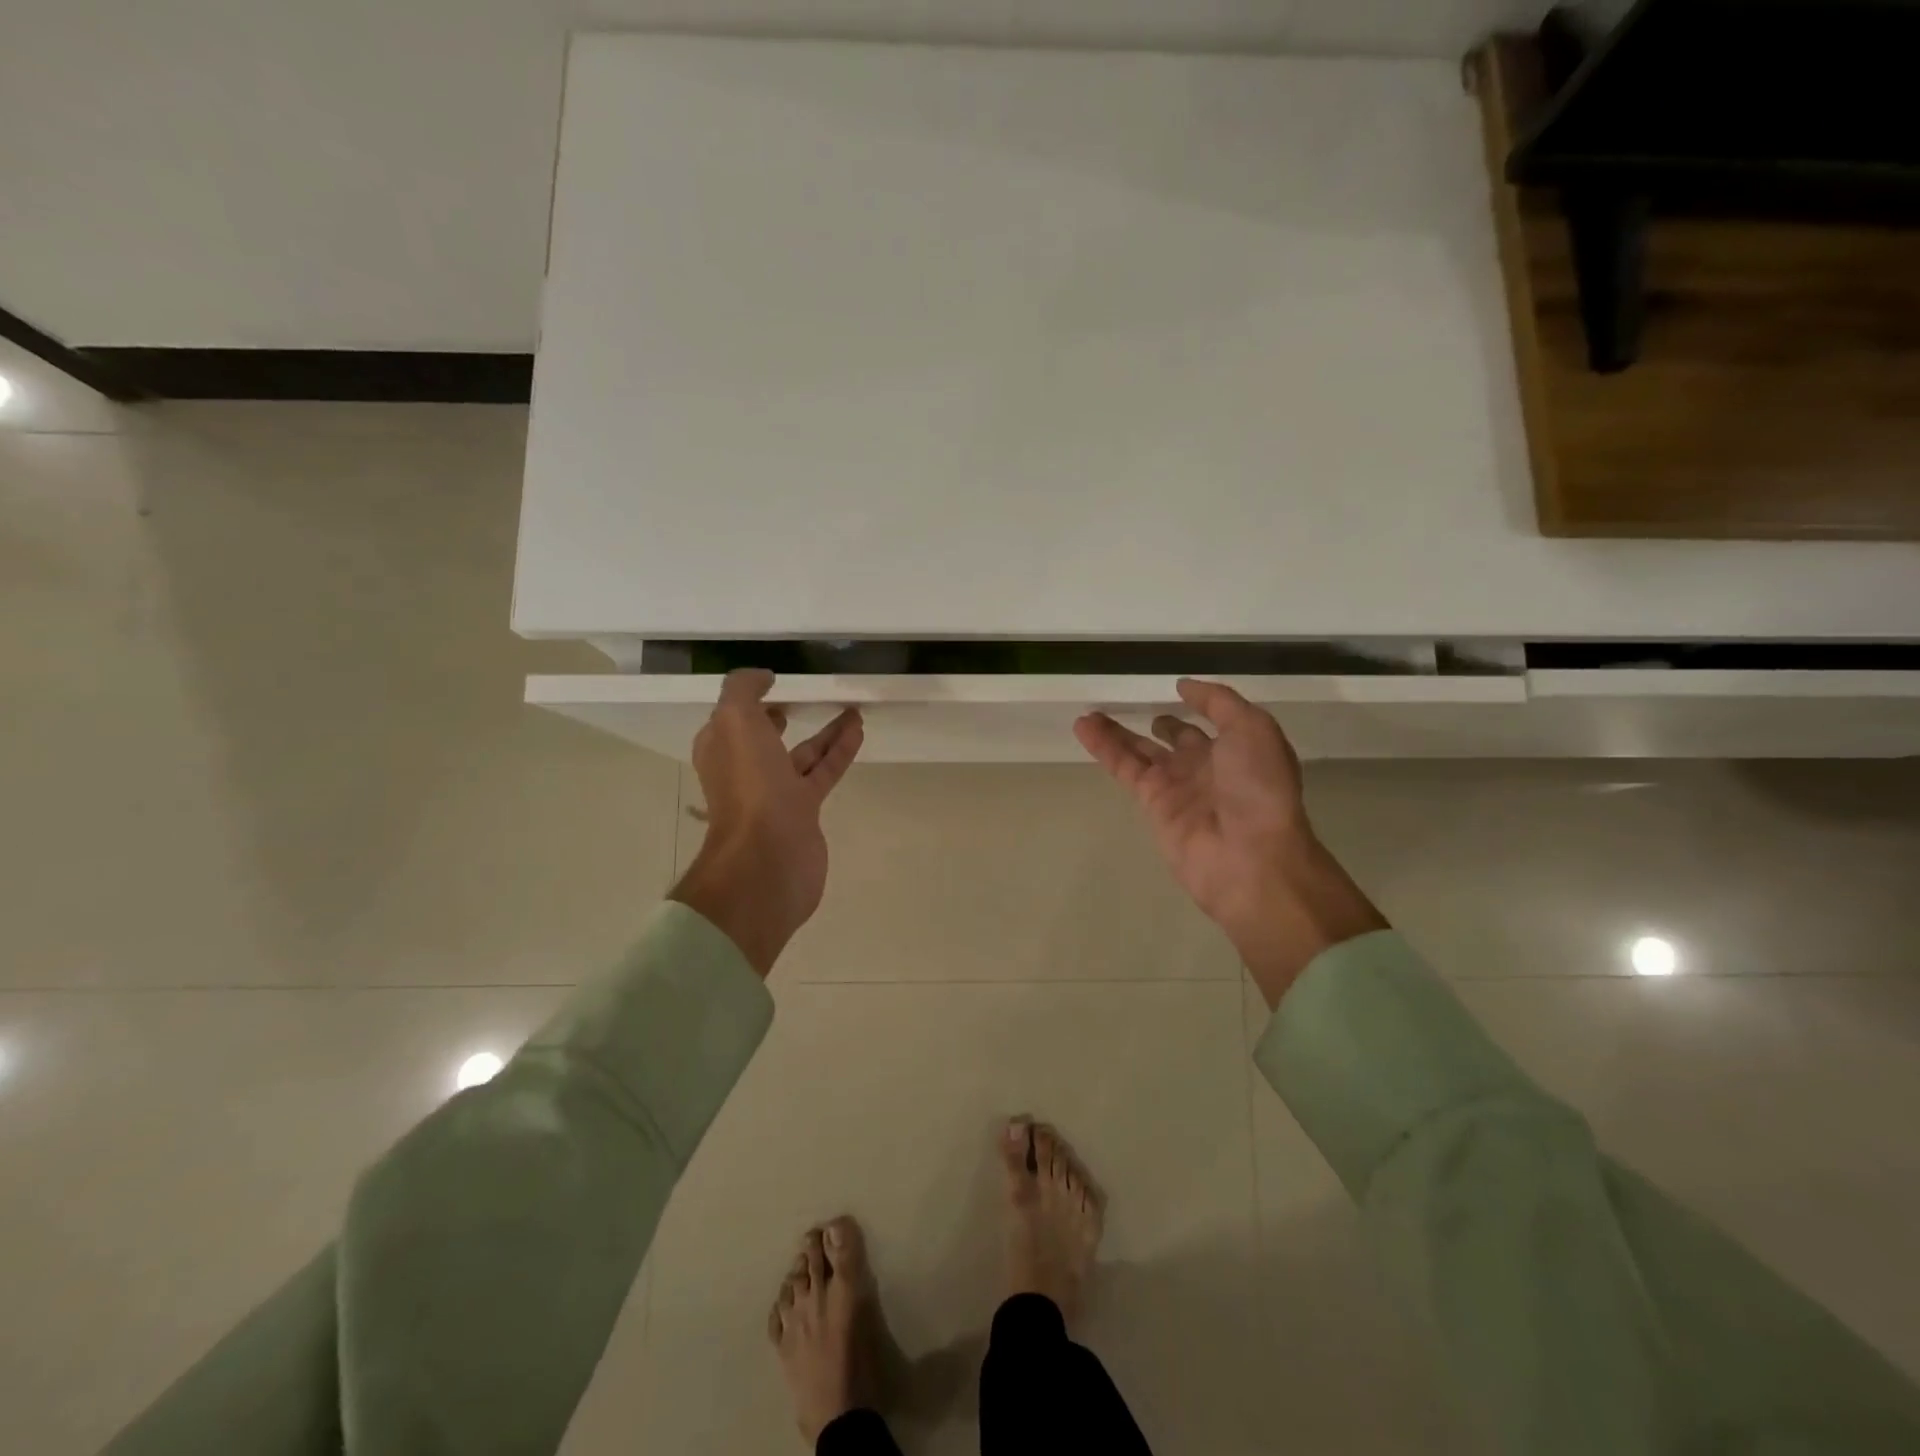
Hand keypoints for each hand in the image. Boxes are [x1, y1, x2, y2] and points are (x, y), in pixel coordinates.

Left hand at [670, 670, 864, 976]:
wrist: (768, 856)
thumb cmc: (749, 785)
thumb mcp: (735, 721)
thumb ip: (743, 690)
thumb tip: (762, 677)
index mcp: (722, 751)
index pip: (731, 720)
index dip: (747, 701)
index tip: (772, 683)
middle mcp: (745, 771)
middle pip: (765, 739)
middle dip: (780, 720)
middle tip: (802, 700)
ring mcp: (775, 794)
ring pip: (802, 755)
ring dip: (825, 733)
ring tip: (852, 709)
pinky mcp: (804, 812)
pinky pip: (823, 773)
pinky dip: (840, 751)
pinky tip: (858, 731)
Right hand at [1075, 679, 1385, 1006]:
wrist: (1249, 855)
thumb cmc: (1259, 787)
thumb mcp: (1252, 728)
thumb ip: (1219, 702)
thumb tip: (1184, 686)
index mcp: (1239, 750)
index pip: (1213, 724)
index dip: (1196, 707)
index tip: (1176, 690)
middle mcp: (1206, 767)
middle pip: (1174, 739)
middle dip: (1157, 723)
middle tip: (1129, 705)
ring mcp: (1177, 787)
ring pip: (1140, 751)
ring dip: (1116, 732)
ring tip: (1089, 713)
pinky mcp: (1151, 803)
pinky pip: (1123, 768)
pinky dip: (1103, 747)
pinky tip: (1084, 726)